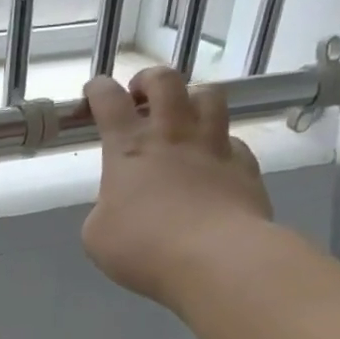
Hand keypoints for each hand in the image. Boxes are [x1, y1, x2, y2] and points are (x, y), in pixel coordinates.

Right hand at [81, 68, 272, 310]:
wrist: (215, 259)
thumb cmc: (144, 247)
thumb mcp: (97, 235)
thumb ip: (104, 209)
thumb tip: (118, 206)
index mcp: (128, 148)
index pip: (109, 101)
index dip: (99, 90)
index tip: (94, 91)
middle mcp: (172, 135)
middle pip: (166, 81)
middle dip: (149, 80)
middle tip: (141, 95)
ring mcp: (214, 147)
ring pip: (210, 96)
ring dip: (192, 99)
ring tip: (184, 116)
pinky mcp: (245, 167)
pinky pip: (234, 142)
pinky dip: (220, 145)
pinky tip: (213, 162)